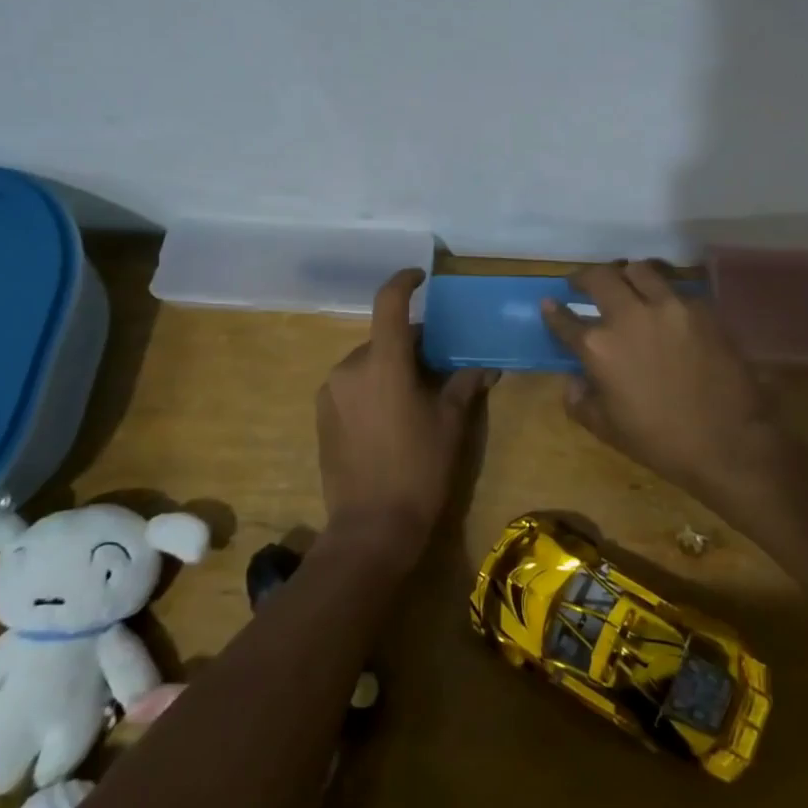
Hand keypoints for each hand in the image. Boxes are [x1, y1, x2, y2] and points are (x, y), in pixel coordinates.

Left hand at [317, 269, 496, 566]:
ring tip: (416, 397)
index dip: (405, 281)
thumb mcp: (451, 424)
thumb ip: (465, 386)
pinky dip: (373, 387)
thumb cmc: (419, 470)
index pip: (389, 302)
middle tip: (438, 366)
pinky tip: (390, 419)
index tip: (421, 277)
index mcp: (384, 362)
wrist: (370, 529)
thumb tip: (485, 367)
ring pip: (369, 362)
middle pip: (384, 338)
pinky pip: (353, 385)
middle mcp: (351, 367)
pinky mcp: (322, 414)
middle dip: (411, 344)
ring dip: (391, 368)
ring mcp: (331, 391)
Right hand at [541, 261, 774, 499]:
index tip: (549, 303)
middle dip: (584, 278)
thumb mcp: (607, 429)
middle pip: (599, 277)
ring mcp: (668, 306)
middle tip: (582, 284)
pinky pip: (675, 289)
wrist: (728, 443)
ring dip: (625, 275)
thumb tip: (574, 379)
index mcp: (599, 347)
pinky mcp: (701, 308)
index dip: (553, 311)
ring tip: (625, 285)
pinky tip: (664, 308)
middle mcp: (629, 316)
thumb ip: (580, 400)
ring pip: (639, 269)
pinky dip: (662, 293)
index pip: (565, 320)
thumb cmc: (661, 442)